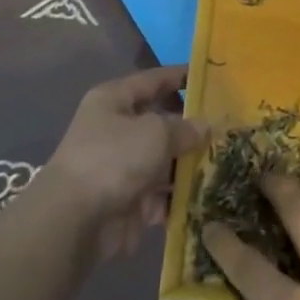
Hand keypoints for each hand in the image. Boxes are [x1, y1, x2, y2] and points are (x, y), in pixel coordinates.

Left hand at [42, 67, 204, 259]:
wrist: (73, 222)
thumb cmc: (114, 158)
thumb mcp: (156, 132)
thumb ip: (184, 128)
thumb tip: (204, 126)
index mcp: (114, 100)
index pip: (153, 80)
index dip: (180, 76)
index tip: (211, 77)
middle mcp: (114, 129)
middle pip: (159, 123)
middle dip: (190, 128)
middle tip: (226, 128)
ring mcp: (119, 167)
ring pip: (162, 160)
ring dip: (186, 165)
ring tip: (222, 165)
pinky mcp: (124, 200)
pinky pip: (158, 193)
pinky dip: (175, 196)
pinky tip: (202, 197)